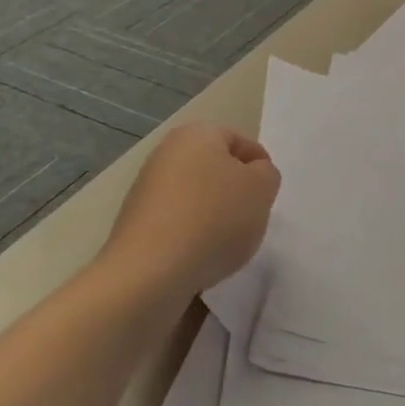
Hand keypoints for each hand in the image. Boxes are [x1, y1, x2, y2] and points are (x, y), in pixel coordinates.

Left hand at [102, 125, 280, 301]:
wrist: (150, 271)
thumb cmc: (213, 218)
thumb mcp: (261, 189)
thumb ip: (266, 174)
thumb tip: (253, 175)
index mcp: (196, 134)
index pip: (239, 140)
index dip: (260, 166)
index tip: (268, 195)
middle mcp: (166, 153)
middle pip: (215, 168)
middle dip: (236, 191)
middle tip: (253, 217)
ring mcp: (146, 189)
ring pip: (196, 196)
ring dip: (215, 215)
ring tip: (227, 243)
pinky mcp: (136, 223)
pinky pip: (177, 222)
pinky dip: (193, 235)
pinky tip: (201, 257)